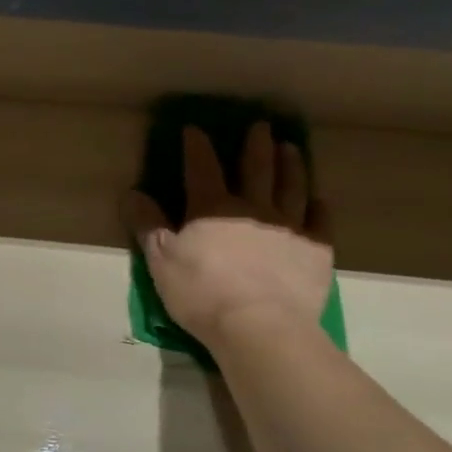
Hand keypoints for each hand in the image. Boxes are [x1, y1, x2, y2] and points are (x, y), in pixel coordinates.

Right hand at [123, 122, 333, 351]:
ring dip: (292, 166)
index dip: (197, 146)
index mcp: (211, 207)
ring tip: (292, 149)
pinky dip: (318, 209)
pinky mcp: (315, 251)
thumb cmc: (201, 291)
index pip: (202, 167)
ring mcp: (289, 228)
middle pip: (256, 168)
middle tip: (262, 126)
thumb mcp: (160, 259)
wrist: (259, 326)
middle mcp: (253, 208)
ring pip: (292, 187)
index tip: (194, 129)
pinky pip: (319, 223)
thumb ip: (147, 224)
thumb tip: (132, 193)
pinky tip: (319, 202)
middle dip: (256, 145)